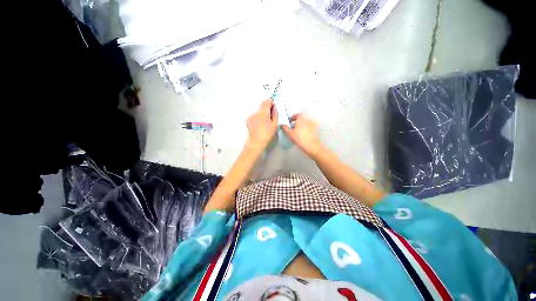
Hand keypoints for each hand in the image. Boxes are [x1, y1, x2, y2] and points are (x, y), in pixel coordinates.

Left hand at [246, 99, 277, 149]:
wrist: (256, 141)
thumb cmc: (267, 134)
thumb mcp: (275, 124)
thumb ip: (275, 114)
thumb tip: (274, 108)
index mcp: (263, 112)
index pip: (267, 101)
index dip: (271, 103)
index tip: (273, 109)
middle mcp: (256, 112)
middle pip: (262, 107)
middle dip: (267, 110)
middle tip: (270, 118)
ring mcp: (251, 116)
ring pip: (258, 112)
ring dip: (262, 115)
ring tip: (264, 123)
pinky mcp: (248, 120)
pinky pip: (254, 116)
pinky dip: (257, 118)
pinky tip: (259, 125)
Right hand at [282, 113, 321, 156]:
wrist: (311, 146)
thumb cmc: (300, 139)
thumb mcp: (290, 134)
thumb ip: (285, 128)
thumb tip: (282, 125)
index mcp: (301, 119)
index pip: (297, 114)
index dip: (293, 117)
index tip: (290, 121)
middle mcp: (307, 119)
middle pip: (302, 118)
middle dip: (297, 121)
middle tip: (293, 126)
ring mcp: (312, 124)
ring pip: (306, 122)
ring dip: (301, 125)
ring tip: (297, 131)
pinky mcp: (315, 130)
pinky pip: (309, 126)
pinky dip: (306, 128)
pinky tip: (303, 134)